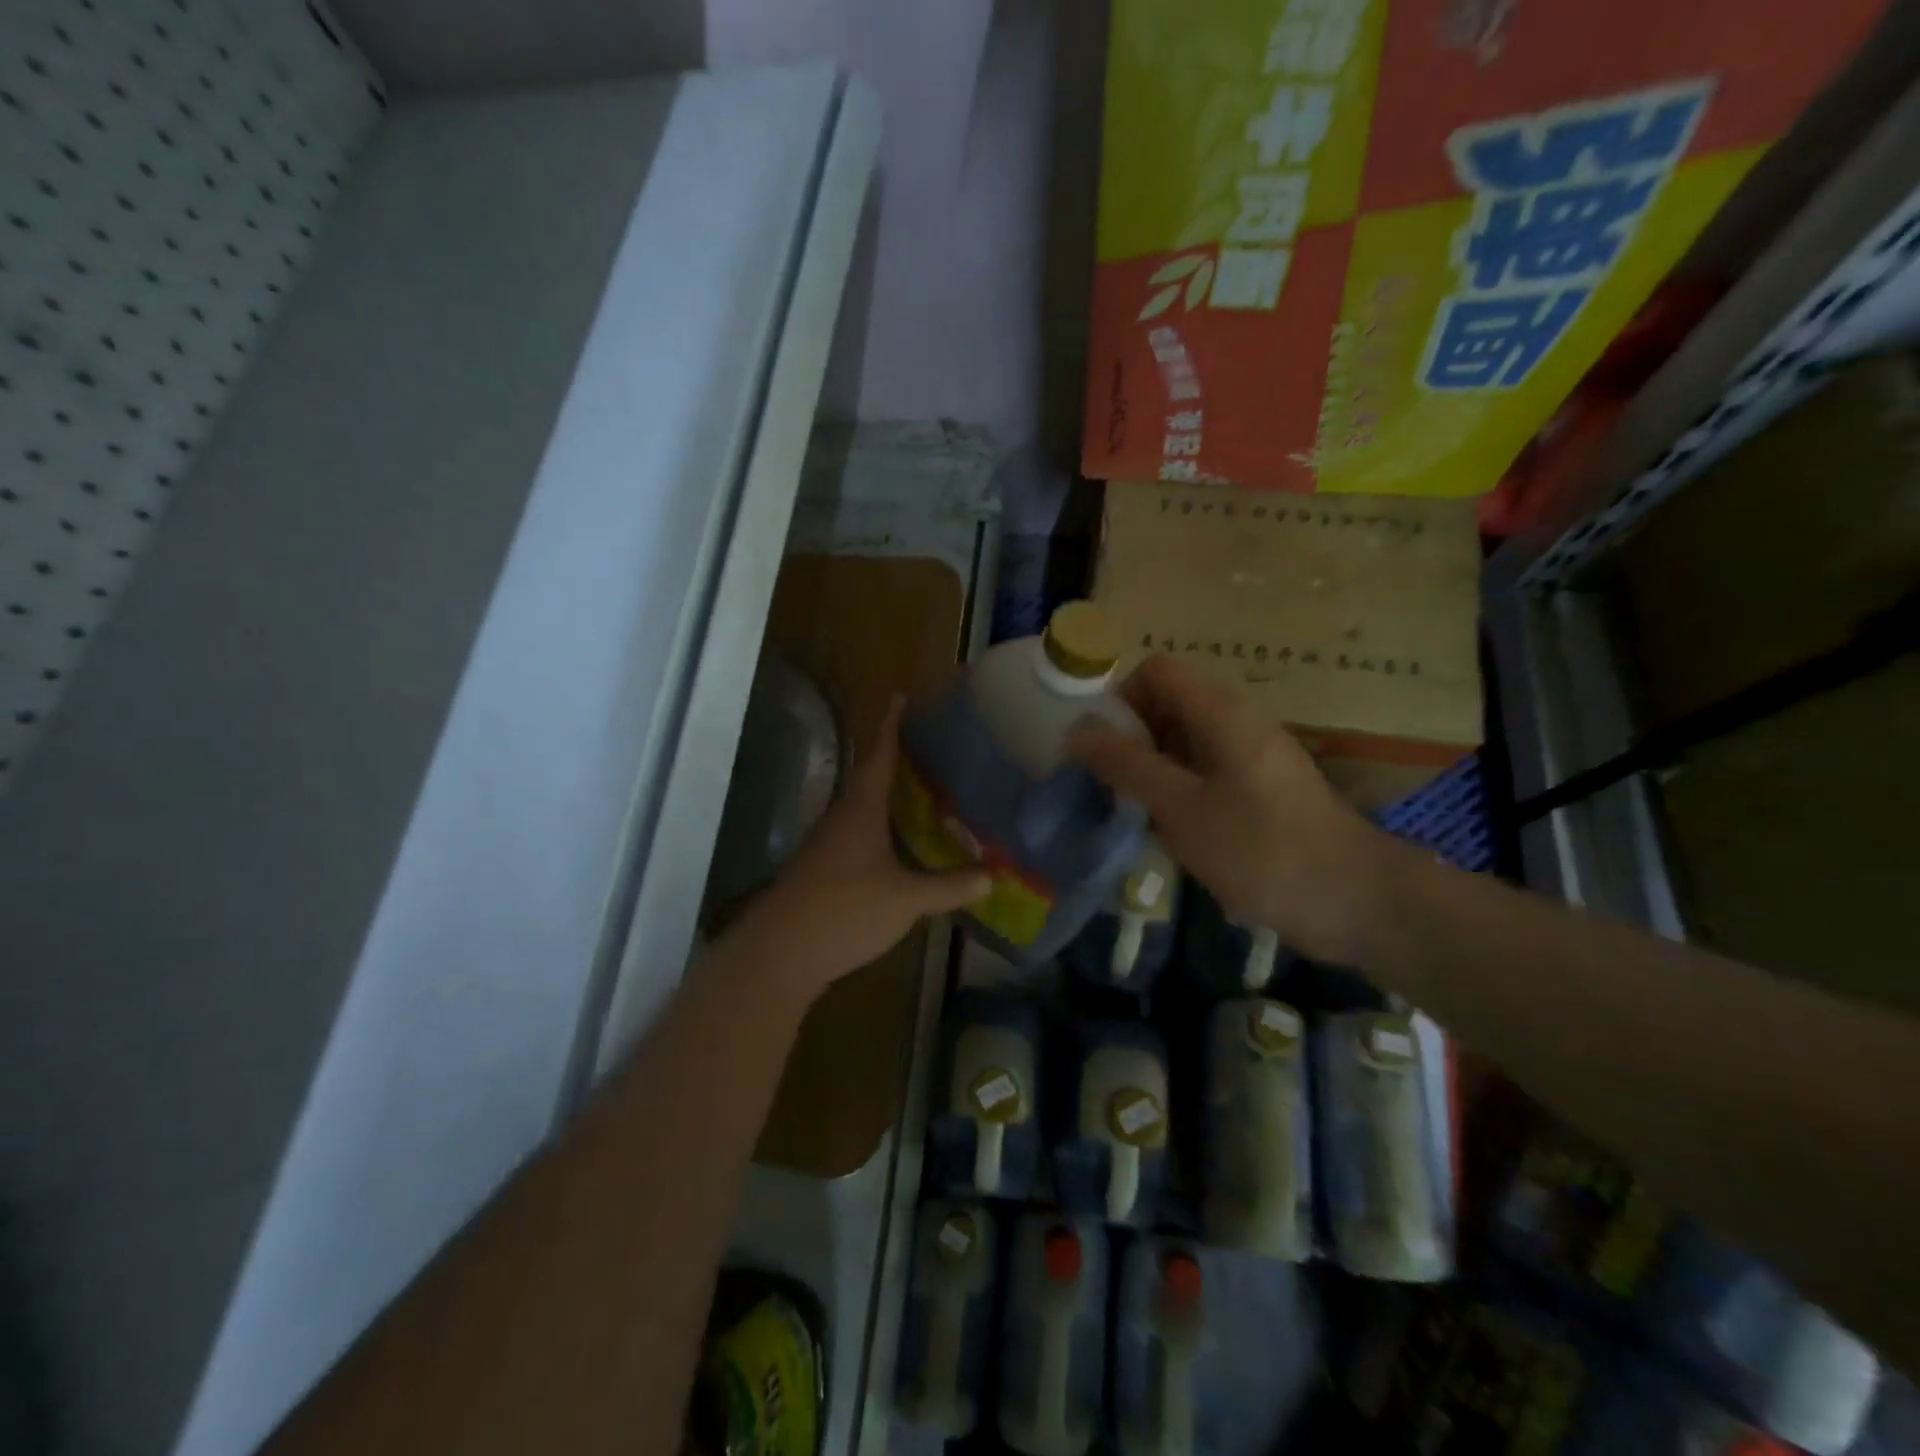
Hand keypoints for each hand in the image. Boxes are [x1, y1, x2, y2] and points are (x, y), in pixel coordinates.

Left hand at [725, 696, 989, 1002]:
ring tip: (924, 797)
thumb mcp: (906, 898)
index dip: (891, 726)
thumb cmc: (845, 910)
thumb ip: (949, 886)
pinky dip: (882, 833)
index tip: (899, 697)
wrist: (780, 953)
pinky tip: (900, 849)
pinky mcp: (821, 872)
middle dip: (898, 763)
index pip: (879, 755)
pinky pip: (858, 838)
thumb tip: (993, 875)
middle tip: (932, 752)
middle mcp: (841, 818)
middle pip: (870, 779)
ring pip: (863, 811)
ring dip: (889, 800)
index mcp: (861, 809)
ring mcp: (827, 846)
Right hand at [1069, 655, 1400, 963]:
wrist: (1355, 901)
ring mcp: (1252, 757)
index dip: (1121, 698)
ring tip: (1135, 814)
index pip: (1156, 671)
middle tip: (1111, 787)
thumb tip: (1077, 729)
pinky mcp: (1261, 790)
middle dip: (1131, 738)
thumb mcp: (1180, 807)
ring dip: (1152, 769)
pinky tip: (1172, 833)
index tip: (1102, 748)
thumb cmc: (1261, 849)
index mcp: (1221, 711)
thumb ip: (1126, 765)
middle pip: (1168, 704)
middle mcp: (1238, 722)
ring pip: (1184, 742)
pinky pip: (1205, 772)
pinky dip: (1179, 791)